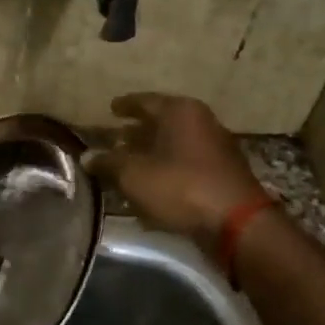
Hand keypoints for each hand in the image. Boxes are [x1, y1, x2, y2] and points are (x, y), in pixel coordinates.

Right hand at [82, 93, 265, 252]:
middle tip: (115, 139)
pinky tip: (152, 183)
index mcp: (179, 111)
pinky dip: (167, 168)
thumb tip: (87, 156)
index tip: (111, 109)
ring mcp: (215, 147)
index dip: (124, 106)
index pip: (144, 101)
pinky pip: (186, 163)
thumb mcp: (133, 174)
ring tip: (128, 163)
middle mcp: (200, 122)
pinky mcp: (221, 173)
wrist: (236, 223)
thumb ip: (108, 162)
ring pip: (174, 143)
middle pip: (161, 122)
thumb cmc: (180, 186)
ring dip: (151, 152)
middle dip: (137, 131)